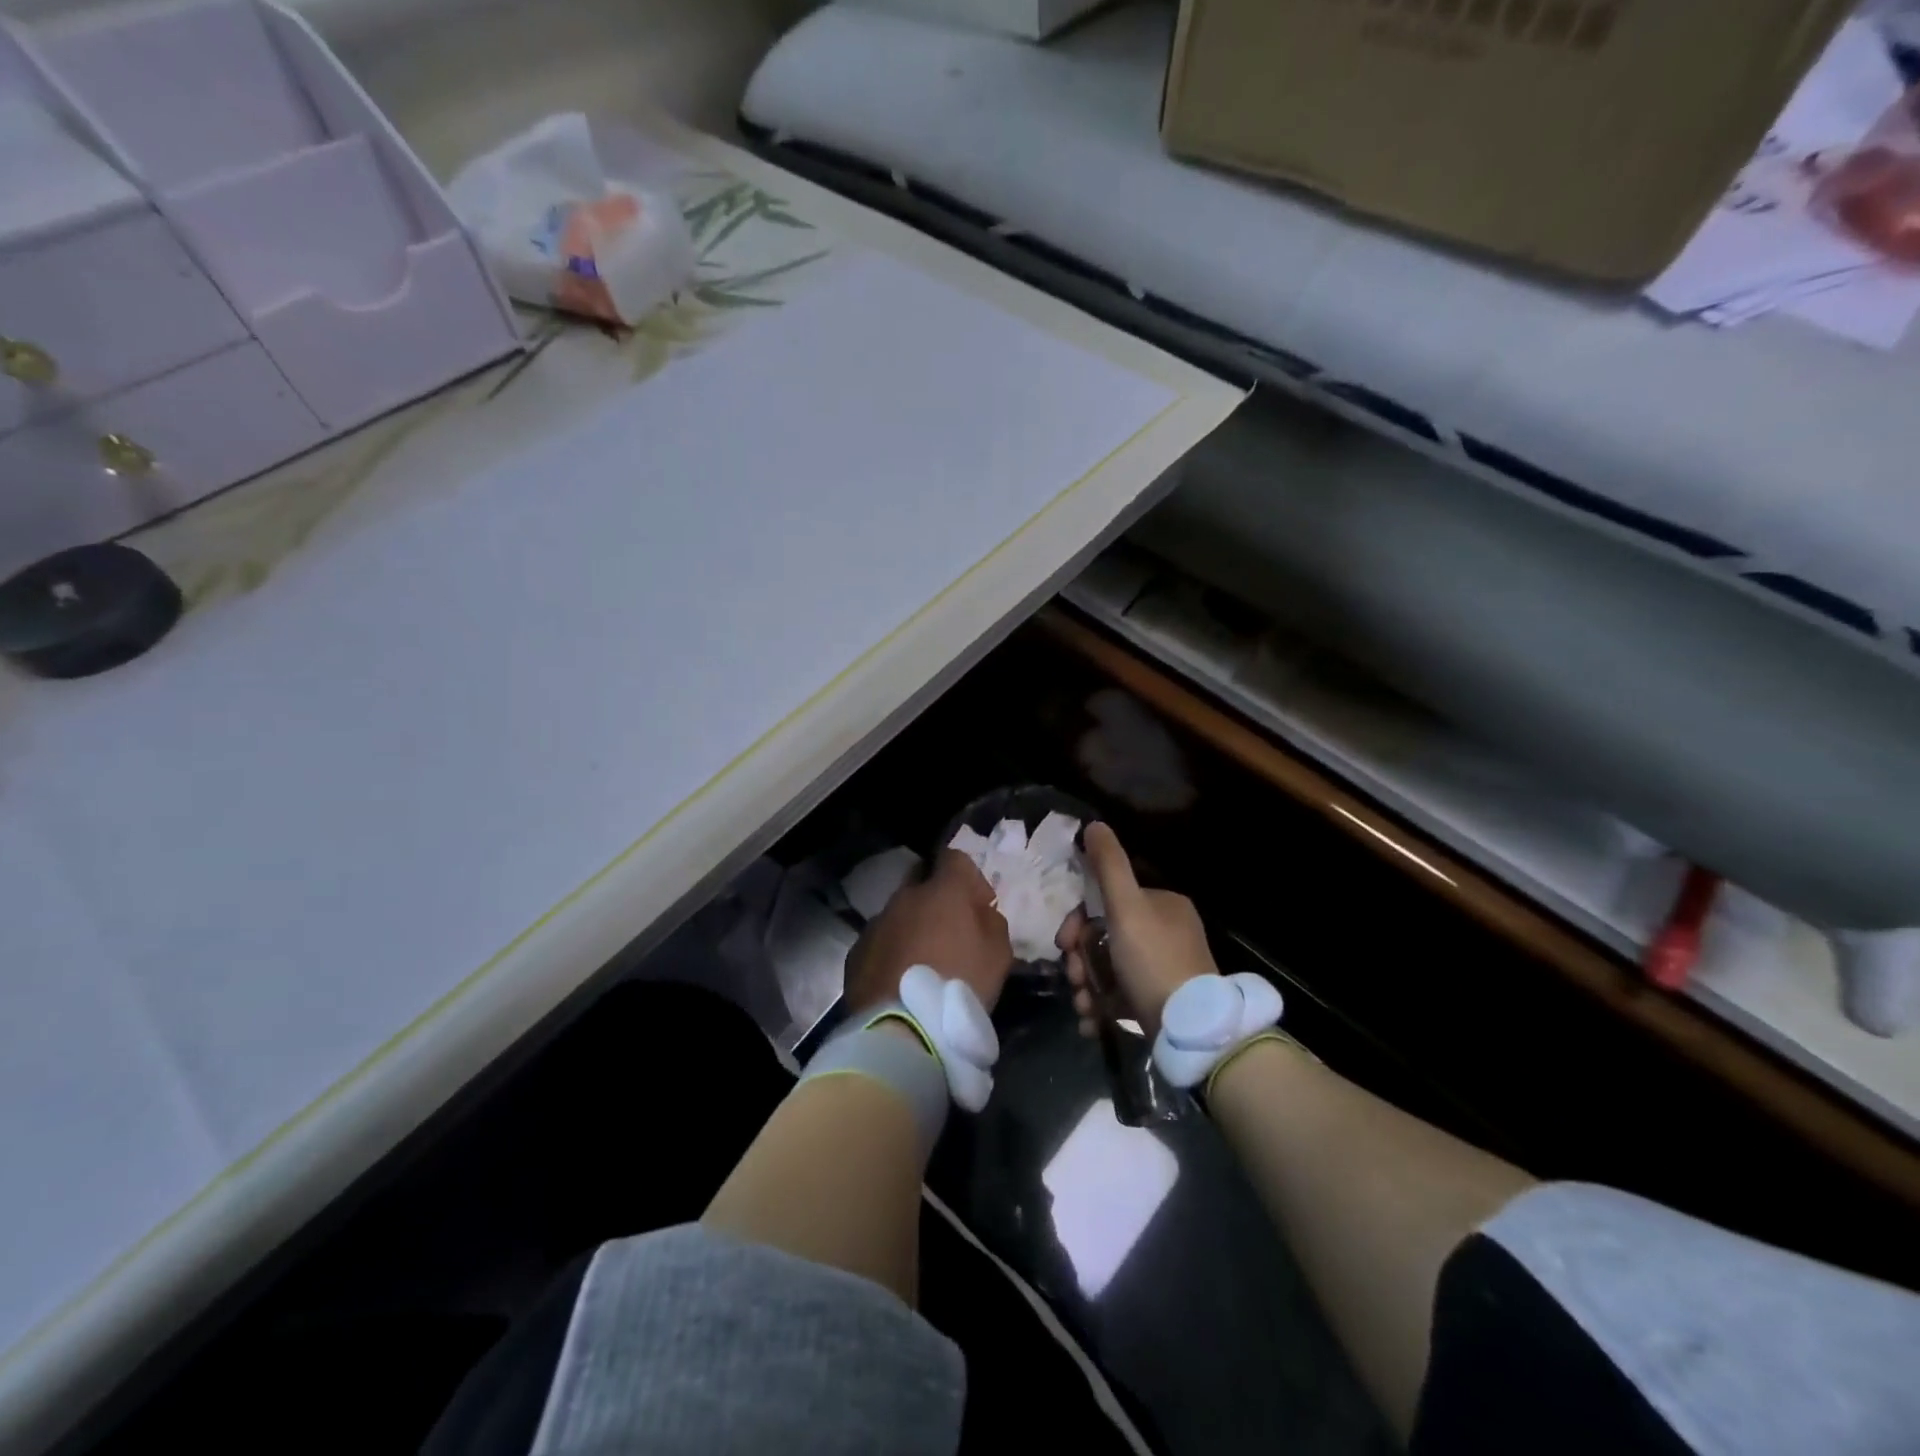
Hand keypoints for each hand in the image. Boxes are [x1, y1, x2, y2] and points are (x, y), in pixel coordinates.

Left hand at [845, 849, 1013, 1015]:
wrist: (902, 1030)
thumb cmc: (959, 985)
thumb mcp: (999, 953)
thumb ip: (991, 921)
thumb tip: (979, 911)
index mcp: (942, 891)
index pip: (954, 858)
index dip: (969, 877)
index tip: (978, 905)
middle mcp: (905, 898)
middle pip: (921, 883)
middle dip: (936, 900)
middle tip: (949, 933)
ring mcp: (876, 924)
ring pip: (898, 914)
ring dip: (911, 928)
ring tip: (922, 963)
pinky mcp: (856, 952)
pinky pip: (880, 942)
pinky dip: (891, 952)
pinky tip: (899, 980)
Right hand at [1058, 823, 1218, 1038]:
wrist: (1190, 1029)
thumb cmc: (1153, 959)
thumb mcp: (1127, 906)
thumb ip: (1108, 865)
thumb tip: (1094, 824)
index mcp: (1162, 905)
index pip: (1107, 902)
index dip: (1078, 921)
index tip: (1064, 942)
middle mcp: (1166, 932)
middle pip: (1104, 937)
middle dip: (1081, 959)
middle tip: (1073, 978)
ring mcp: (1163, 969)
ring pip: (1108, 968)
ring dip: (1087, 985)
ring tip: (1083, 1006)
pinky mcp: (1159, 1001)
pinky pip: (1121, 995)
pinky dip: (1102, 1006)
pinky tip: (1092, 1021)